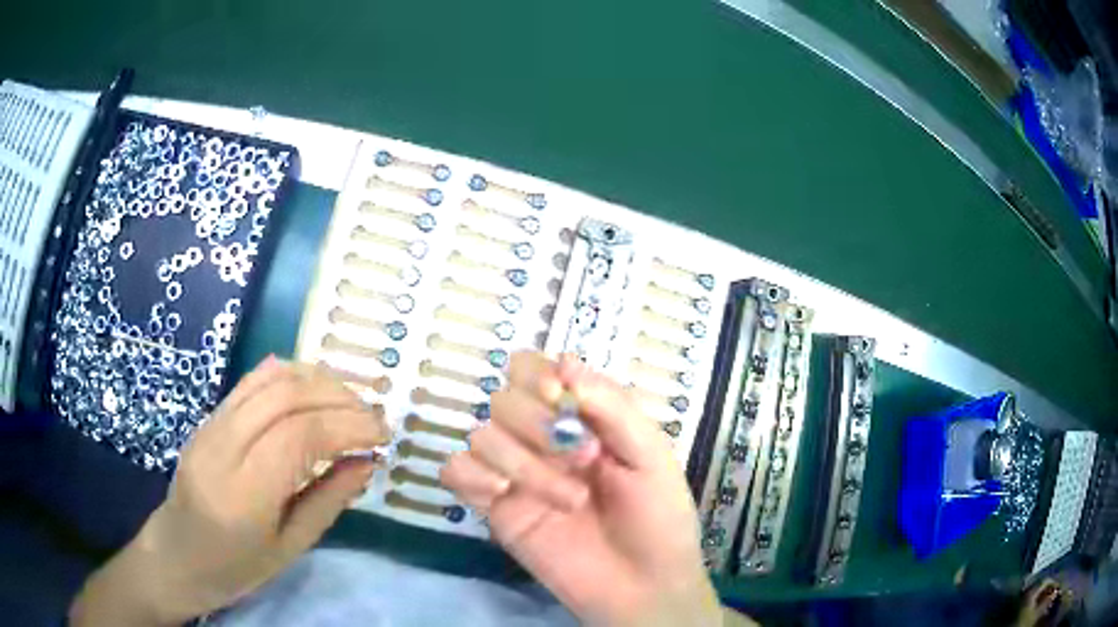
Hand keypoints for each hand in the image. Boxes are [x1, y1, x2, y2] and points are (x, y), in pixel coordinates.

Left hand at [70, 356, 390, 625]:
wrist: (176, 554)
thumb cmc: (235, 567)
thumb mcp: (289, 548)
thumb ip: (328, 501)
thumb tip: (366, 463)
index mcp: (244, 494)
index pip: (300, 436)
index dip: (348, 426)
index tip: (383, 435)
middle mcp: (223, 447)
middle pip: (286, 396)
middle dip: (339, 398)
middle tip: (372, 418)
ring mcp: (211, 425)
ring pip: (269, 379)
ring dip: (317, 381)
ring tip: (349, 402)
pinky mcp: (208, 417)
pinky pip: (251, 382)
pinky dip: (290, 376)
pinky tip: (312, 390)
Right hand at [441, 353, 725, 626]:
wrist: (641, 586)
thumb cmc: (658, 518)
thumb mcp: (651, 454)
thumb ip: (612, 406)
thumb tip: (564, 360)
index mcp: (581, 419)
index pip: (535, 370)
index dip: (538, 375)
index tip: (559, 398)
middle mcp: (543, 439)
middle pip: (503, 397)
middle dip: (536, 423)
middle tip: (579, 457)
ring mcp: (515, 473)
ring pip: (482, 435)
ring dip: (523, 464)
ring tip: (569, 500)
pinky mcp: (494, 508)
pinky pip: (457, 471)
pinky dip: (472, 476)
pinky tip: (504, 497)